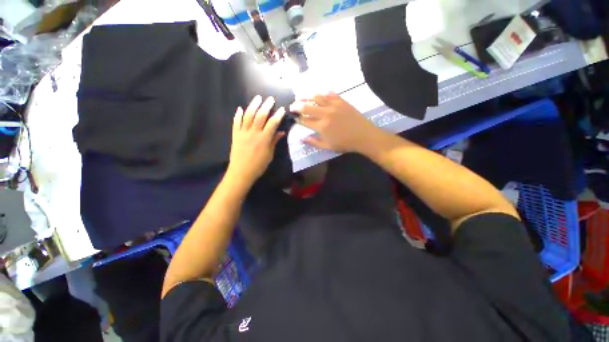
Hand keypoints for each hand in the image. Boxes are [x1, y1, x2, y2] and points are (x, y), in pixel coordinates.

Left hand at [227, 95, 285, 184]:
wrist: (241, 172)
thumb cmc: (258, 165)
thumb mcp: (269, 155)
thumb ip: (274, 142)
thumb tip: (281, 132)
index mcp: (264, 139)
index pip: (272, 123)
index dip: (278, 115)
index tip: (282, 109)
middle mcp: (253, 133)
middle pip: (260, 116)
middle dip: (266, 106)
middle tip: (270, 99)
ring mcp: (243, 133)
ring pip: (248, 116)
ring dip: (253, 105)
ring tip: (257, 98)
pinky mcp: (235, 135)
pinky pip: (236, 122)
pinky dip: (238, 115)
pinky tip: (240, 108)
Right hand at [290, 93, 378, 152]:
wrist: (363, 136)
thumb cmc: (345, 143)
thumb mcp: (328, 146)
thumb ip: (313, 142)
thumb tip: (301, 138)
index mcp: (321, 126)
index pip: (305, 120)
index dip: (298, 118)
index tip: (294, 117)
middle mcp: (325, 114)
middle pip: (307, 107)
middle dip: (297, 106)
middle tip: (292, 105)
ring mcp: (334, 105)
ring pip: (317, 97)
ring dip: (308, 97)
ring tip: (302, 97)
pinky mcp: (342, 101)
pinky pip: (330, 94)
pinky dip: (323, 94)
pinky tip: (320, 95)